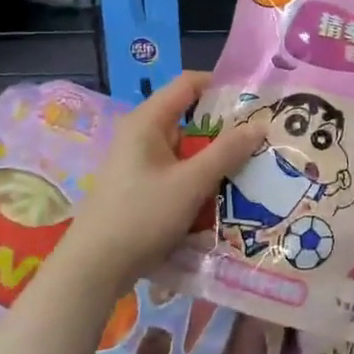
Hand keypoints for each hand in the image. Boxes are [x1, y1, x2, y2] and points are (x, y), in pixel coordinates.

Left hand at [62, 72, 264, 295]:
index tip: (254, 100)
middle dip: (225, 127)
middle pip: (190, 116)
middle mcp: (141, 134)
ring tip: (250, 165)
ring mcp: (139, 162)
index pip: (189, 83)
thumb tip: (260, 124)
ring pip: (186, 147)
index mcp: (147, 121)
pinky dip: (199, 176)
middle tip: (260, 137)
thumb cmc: (141, 216)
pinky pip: (177, 170)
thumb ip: (227, 152)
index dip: (222, 85)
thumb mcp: (191, 183)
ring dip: (214, 156)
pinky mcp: (141, 187)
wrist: (93, 271)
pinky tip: (223, 194)